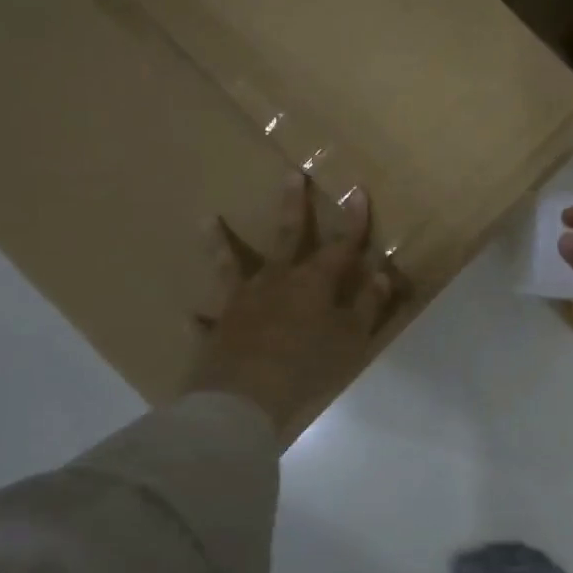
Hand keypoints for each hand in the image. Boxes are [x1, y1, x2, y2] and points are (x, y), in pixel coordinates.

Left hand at [186, 174, 400, 443]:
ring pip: (230, 265)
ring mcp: (241, 302)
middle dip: (292, 205)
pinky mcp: (217, 328)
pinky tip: (189, 314)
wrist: (245, 398)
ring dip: (219, 242)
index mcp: (313, 282)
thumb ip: (367, 305)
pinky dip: (200, 318)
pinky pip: (206, 320)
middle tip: (290, 175)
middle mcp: (276, 281)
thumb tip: (383, 274)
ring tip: (207, 219)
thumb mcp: (350, 339)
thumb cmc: (307, 366)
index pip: (341, 245)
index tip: (356, 189)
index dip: (353, 219)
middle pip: (286, 236)